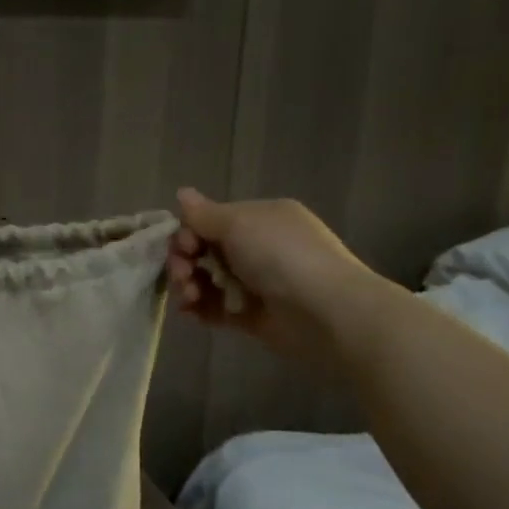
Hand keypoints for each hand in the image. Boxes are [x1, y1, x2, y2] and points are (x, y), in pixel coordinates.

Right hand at [166, 187, 397, 366]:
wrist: (326, 314)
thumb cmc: (281, 257)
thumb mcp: (238, 224)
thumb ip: (203, 214)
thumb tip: (181, 192)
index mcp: (261, 218)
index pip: (210, 221)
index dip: (188, 233)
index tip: (185, 248)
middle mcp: (259, 247)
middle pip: (204, 251)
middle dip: (184, 262)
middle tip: (182, 276)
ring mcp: (256, 283)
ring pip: (206, 280)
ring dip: (189, 286)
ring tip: (189, 298)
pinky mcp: (252, 315)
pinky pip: (215, 308)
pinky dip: (200, 309)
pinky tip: (191, 313)